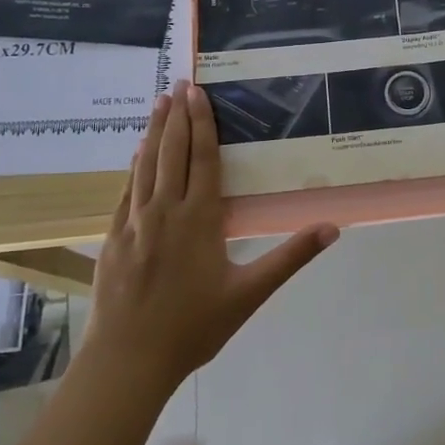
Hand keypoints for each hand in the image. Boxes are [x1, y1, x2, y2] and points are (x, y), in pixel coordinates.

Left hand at [82, 81, 338, 389]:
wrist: (128, 360)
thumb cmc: (195, 326)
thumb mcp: (250, 293)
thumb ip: (290, 257)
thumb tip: (332, 228)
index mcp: (199, 218)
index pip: (203, 158)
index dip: (202, 122)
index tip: (197, 93)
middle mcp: (165, 210)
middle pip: (172, 152)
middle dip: (177, 116)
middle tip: (178, 83)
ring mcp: (134, 222)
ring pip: (145, 166)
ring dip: (153, 132)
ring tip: (158, 104)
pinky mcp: (113, 238)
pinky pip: (126, 191)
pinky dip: (132, 167)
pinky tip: (135, 154)